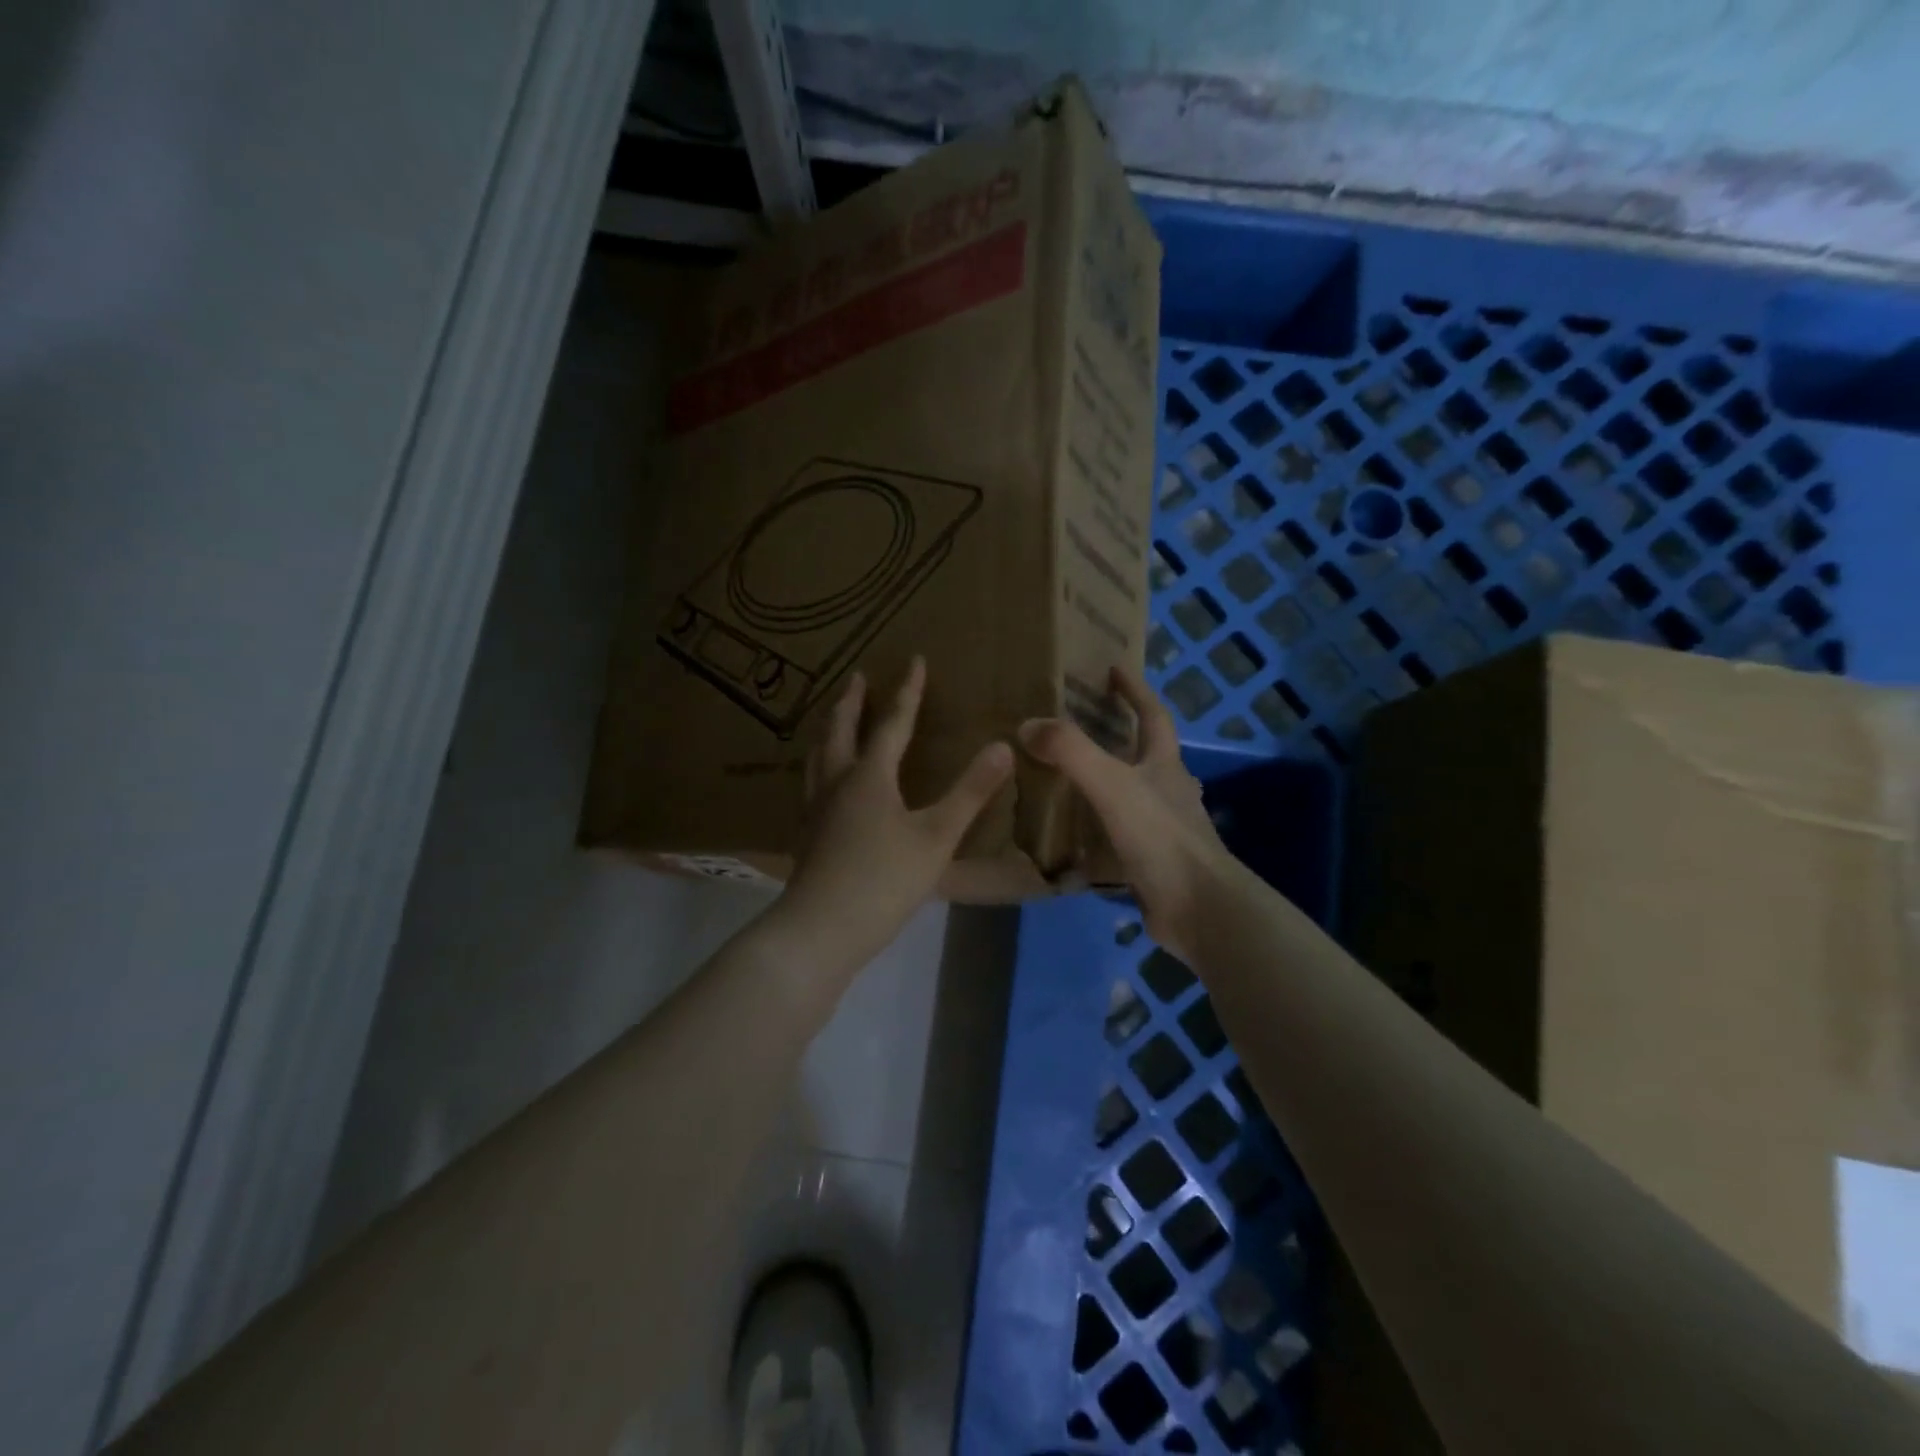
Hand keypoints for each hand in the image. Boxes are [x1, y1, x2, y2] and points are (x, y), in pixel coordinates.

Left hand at [777, 657, 1012, 970]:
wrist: (820, 930)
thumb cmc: (884, 880)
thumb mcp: (937, 837)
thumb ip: (970, 792)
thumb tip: (1003, 746)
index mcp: (869, 776)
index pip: (893, 723)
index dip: (907, 691)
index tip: (914, 661)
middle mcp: (837, 782)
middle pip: (840, 730)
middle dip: (851, 701)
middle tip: (856, 677)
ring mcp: (816, 809)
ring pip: (818, 756)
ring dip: (829, 729)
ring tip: (833, 719)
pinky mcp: (807, 834)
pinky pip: (812, 782)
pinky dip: (820, 765)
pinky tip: (825, 783)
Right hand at [1018, 666, 1228, 958]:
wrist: (1197, 908)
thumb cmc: (1161, 837)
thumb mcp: (1112, 785)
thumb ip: (1071, 752)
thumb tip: (1027, 726)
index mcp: (1165, 765)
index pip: (1153, 715)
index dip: (1135, 690)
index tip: (1114, 670)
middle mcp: (1169, 792)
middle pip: (1144, 756)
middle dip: (1117, 739)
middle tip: (1076, 729)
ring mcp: (1164, 830)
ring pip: (1130, 798)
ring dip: (1103, 788)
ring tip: (1062, 784)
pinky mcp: (1153, 864)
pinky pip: (1119, 839)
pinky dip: (1096, 834)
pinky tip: (1069, 841)